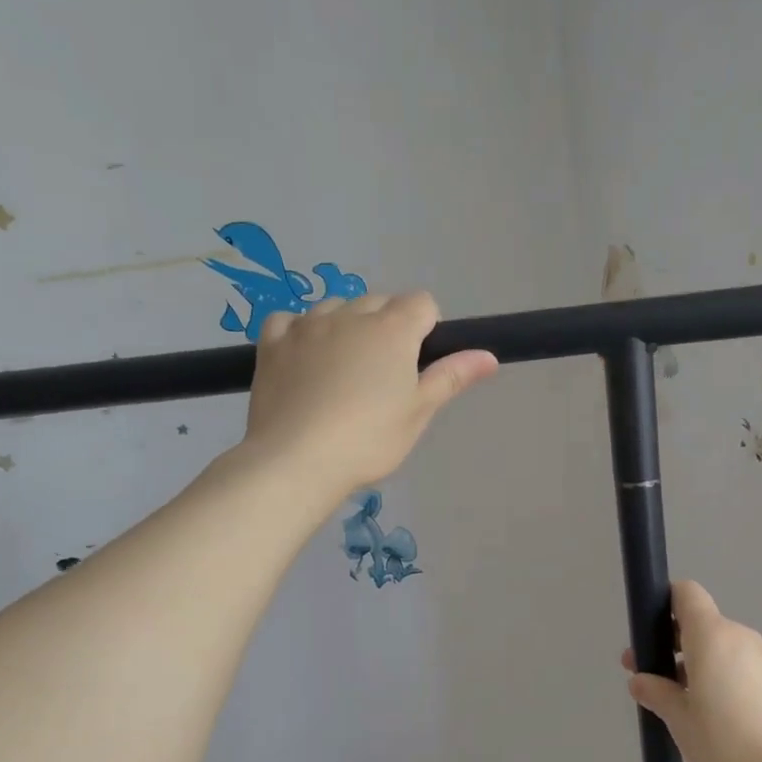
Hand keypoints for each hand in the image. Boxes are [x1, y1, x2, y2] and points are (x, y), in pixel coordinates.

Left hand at [239, 293, 496, 499]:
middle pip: (380, 302)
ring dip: (347, 327)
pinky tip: (305, 359)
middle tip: (385, 376)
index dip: (427, 328)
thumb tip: (489, 355)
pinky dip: (302, 331)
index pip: (422, 303)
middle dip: (388, 326)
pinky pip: (291, 320)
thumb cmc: (369, 439)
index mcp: (393, 329)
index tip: (420, 364)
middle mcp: (350, 315)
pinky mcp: (272, 342)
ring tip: (344, 372)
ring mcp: (307, 325)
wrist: (296, 459)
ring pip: (336, 308)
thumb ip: (452, 376)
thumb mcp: (419, 411)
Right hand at [623, 581, 761, 761]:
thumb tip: (640, 680)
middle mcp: (742, 639)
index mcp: (713, 637)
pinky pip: (746, 673)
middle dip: (676, 645)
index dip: (666, 603)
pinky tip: (723, 723)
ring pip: (725, 651)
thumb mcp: (678, 719)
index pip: (688, 593)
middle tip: (655, 679)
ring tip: (688, 708)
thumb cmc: (722, 742)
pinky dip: (728, 684)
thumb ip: (656, 692)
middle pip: (704, 625)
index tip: (651, 632)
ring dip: (702, 667)